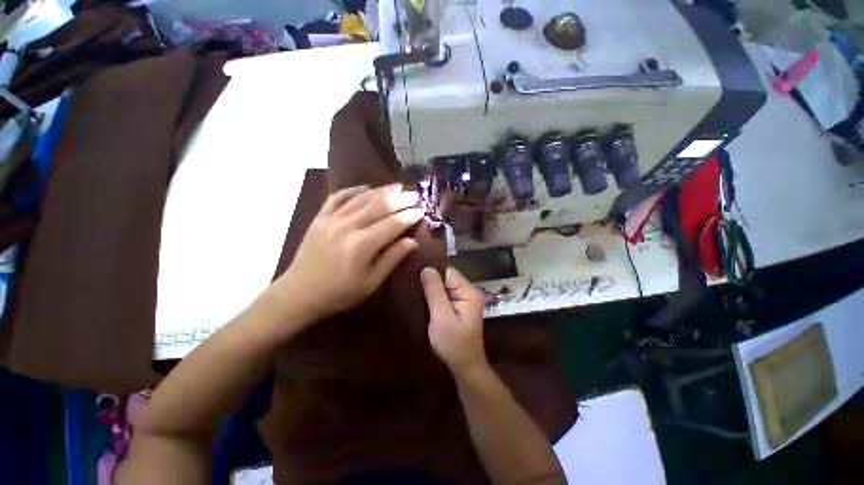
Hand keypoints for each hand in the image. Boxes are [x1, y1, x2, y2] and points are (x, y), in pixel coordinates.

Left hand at [277, 184, 423, 319]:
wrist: (299, 293)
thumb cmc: (340, 292)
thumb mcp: (371, 282)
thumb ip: (392, 258)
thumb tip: (412, 242)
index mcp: (362, 245)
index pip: (393, 224)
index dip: (409, 216)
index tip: (422, 210)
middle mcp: (347, 226)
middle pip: (379, 206)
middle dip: (400, 199)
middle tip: (415, 194)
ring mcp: (331, 219)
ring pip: (361, 199)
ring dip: (381, 191)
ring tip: (398, 186)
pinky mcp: (320, 217)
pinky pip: (338, 197)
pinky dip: (353, 190)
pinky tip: (366, 187)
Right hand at [420, 267, 486, 373]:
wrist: (465, 367)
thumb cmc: (454, 343)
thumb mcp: (442, 317)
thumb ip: (435, 292)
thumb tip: (427, 268)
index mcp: (468, 292)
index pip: (448, 272)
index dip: (432, 272)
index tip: (414, 274)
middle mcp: (468, 292)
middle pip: (446, 278)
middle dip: (431, 281)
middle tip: (412, 285)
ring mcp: (464, 300)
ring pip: (444, 287)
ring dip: (431, 290)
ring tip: (415, 291)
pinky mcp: (458, 307)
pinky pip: (444, 296)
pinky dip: (434, 297)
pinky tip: (423, 300)